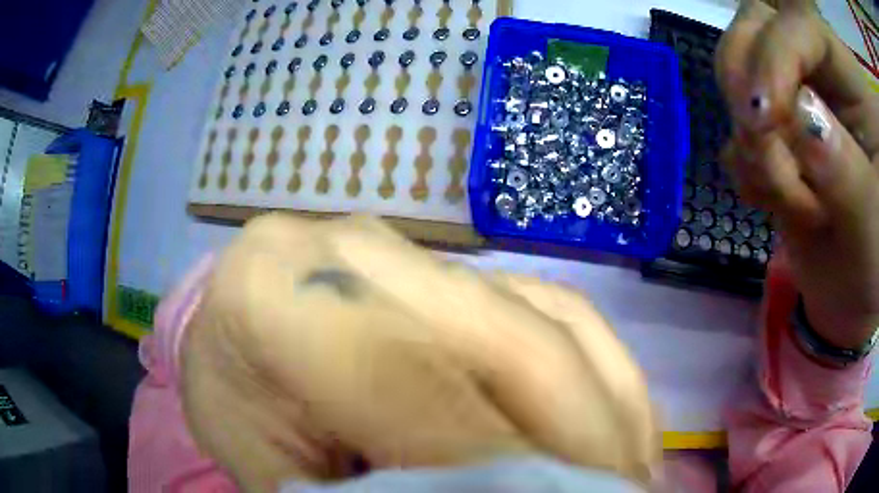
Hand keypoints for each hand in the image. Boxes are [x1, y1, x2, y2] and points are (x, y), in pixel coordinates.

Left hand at [179, 215, 658, 490]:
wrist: (240, 342)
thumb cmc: (245, 412)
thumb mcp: (276, 467)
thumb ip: (357, 490)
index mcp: (271, 289)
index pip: (407, 379)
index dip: (495, 459)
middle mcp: (356, 246)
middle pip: (509, 341)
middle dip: (582, 438)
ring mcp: (420, 246)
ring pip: (555, 321)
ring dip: (607, 411)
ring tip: (626, 477)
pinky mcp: (463, 261)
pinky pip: (560, 309)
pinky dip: (603, 374)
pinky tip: (618, 432)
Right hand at [716, 0, 878, 347]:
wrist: (856, 292)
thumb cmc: (875, 261)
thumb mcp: (870, 222)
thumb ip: (843, 167)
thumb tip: (797, 116)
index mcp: (853, 80)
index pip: (802, 23)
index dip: (776, 55)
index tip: (764, 120)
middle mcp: (823, 72)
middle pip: (755, 27)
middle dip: (749, 91)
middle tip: (766, 153)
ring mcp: (796, 99)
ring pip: (736, 77)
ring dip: (753, 147)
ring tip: (796, 204)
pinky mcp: (775, 133)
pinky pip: (735, 129)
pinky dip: (747, 170)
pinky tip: (776, 203)